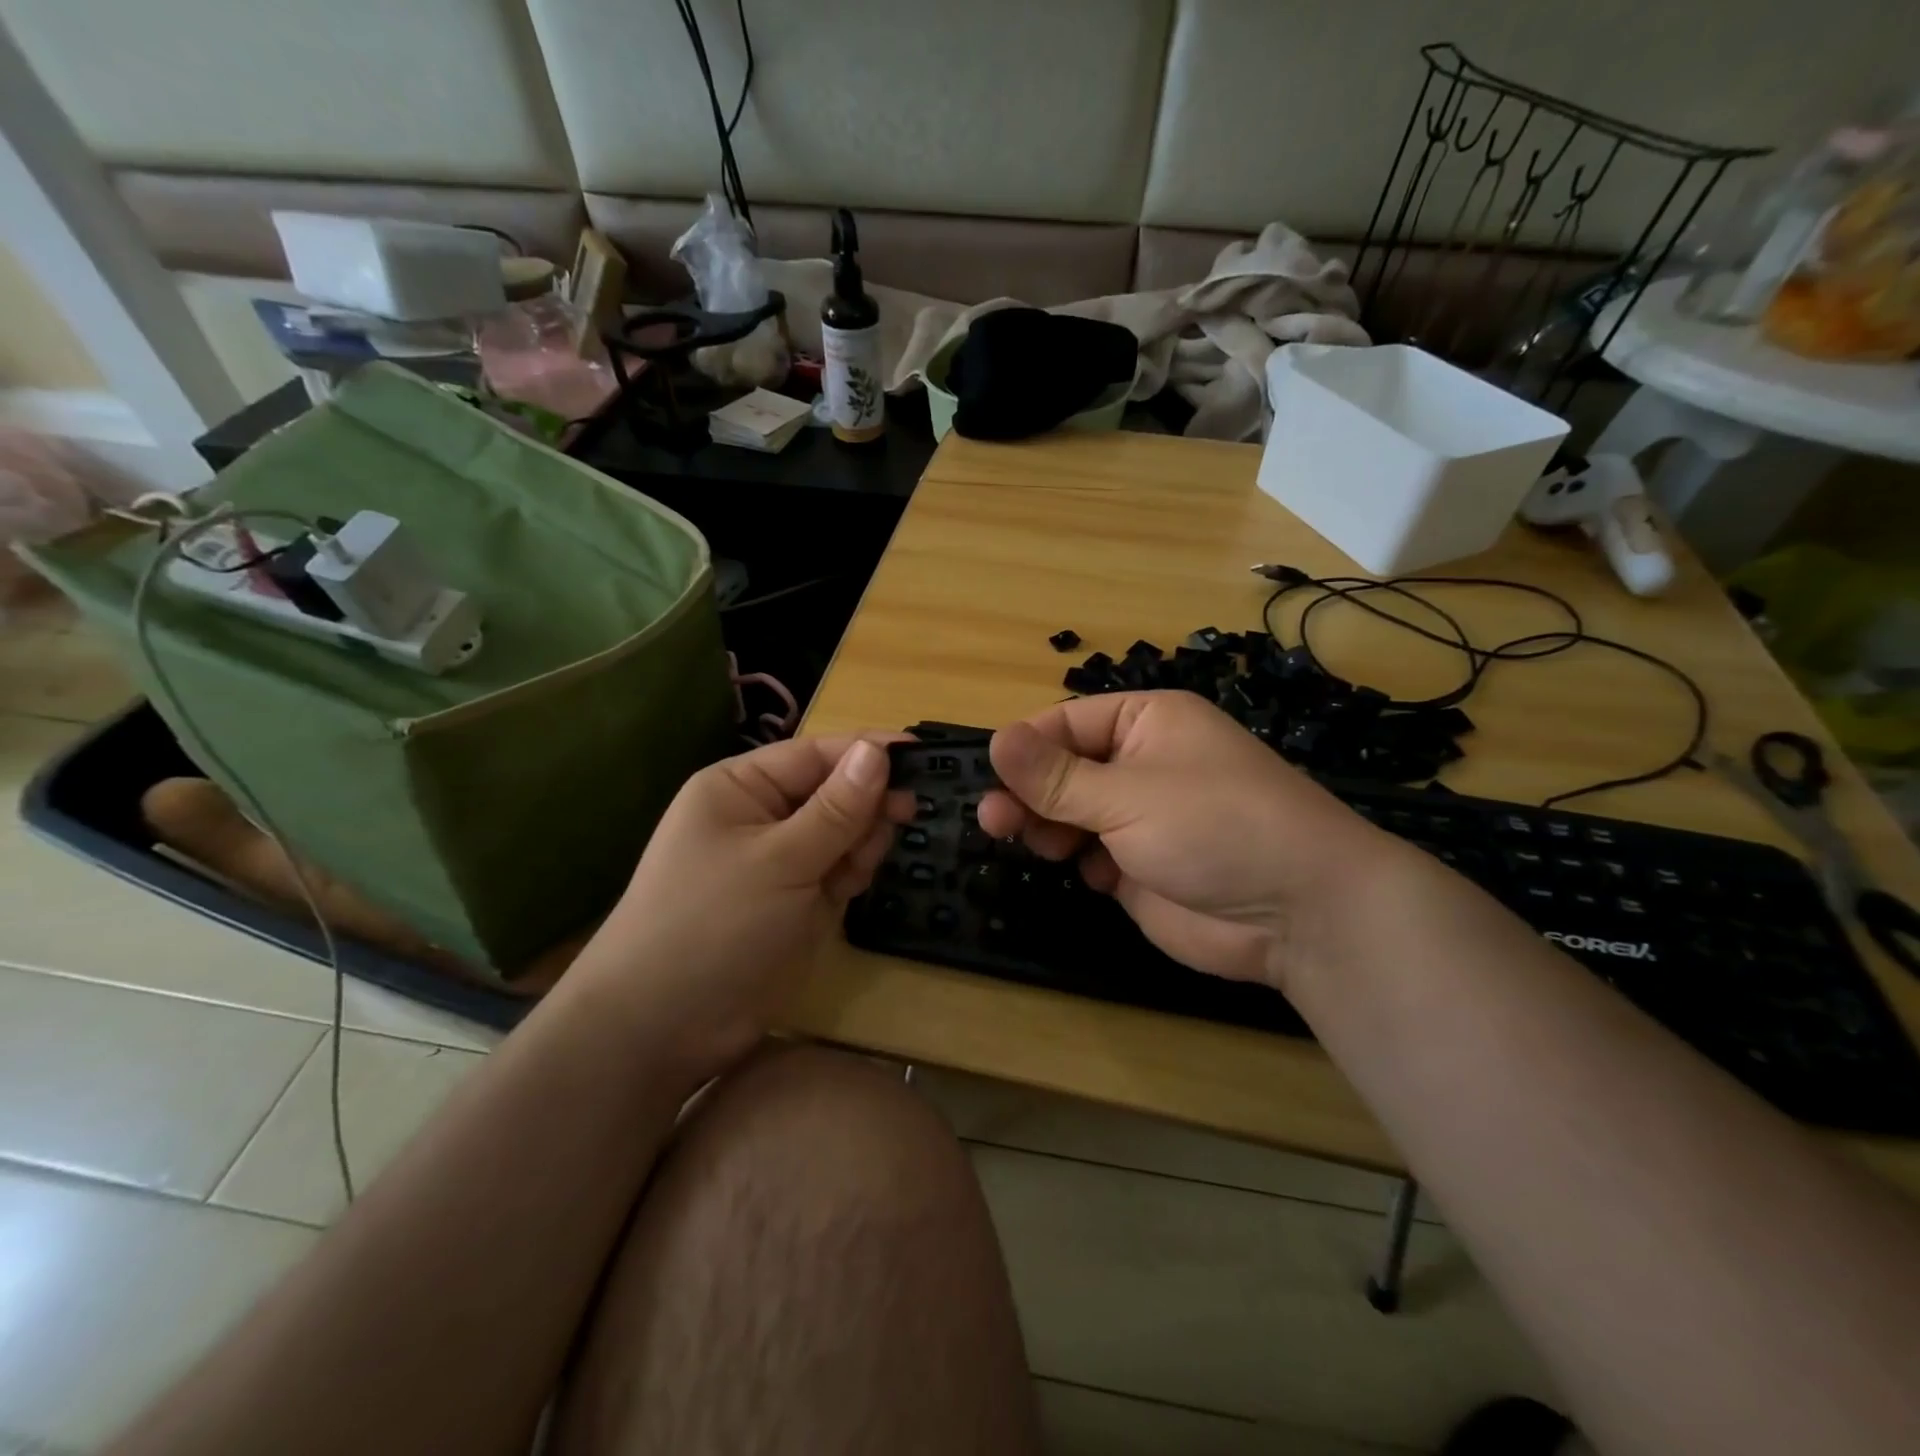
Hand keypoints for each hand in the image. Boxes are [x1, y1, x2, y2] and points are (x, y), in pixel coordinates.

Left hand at [568, 735, 910, 1079]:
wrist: (662, 1029)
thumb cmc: (714, 926)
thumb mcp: (780, 861)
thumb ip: (836, 809)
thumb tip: (878, 750)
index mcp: (741, 788)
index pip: (816, 754)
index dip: (868, 751)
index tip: (923, 754)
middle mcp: (760, 816)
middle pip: (834, 791)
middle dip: (866, 806)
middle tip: (904, 818)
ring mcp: (778, 861)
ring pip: (843, 833)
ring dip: (860, 844)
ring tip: (853, 873)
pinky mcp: (793, 900)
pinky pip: (837, 870)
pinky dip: (851, 874)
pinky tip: (848, 889)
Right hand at [979, 691, 1400, 989]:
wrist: (1299, 913)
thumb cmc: (1215, 826)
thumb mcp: (1128, 794)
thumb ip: (1056, 776)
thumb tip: (995, 739)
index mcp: (1145, 722)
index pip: (1066, 723)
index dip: (1026, 749)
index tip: (991, 777)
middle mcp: (1141, 763)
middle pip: (1063, 770)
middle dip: (1031, 794)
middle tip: (994, 822)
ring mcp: (1142, 817)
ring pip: (1071, 814)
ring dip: (1049, 828)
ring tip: (1040, 846)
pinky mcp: (1141, 865)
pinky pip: (1091, 854)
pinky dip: (1083, 863)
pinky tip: (1096, 875)